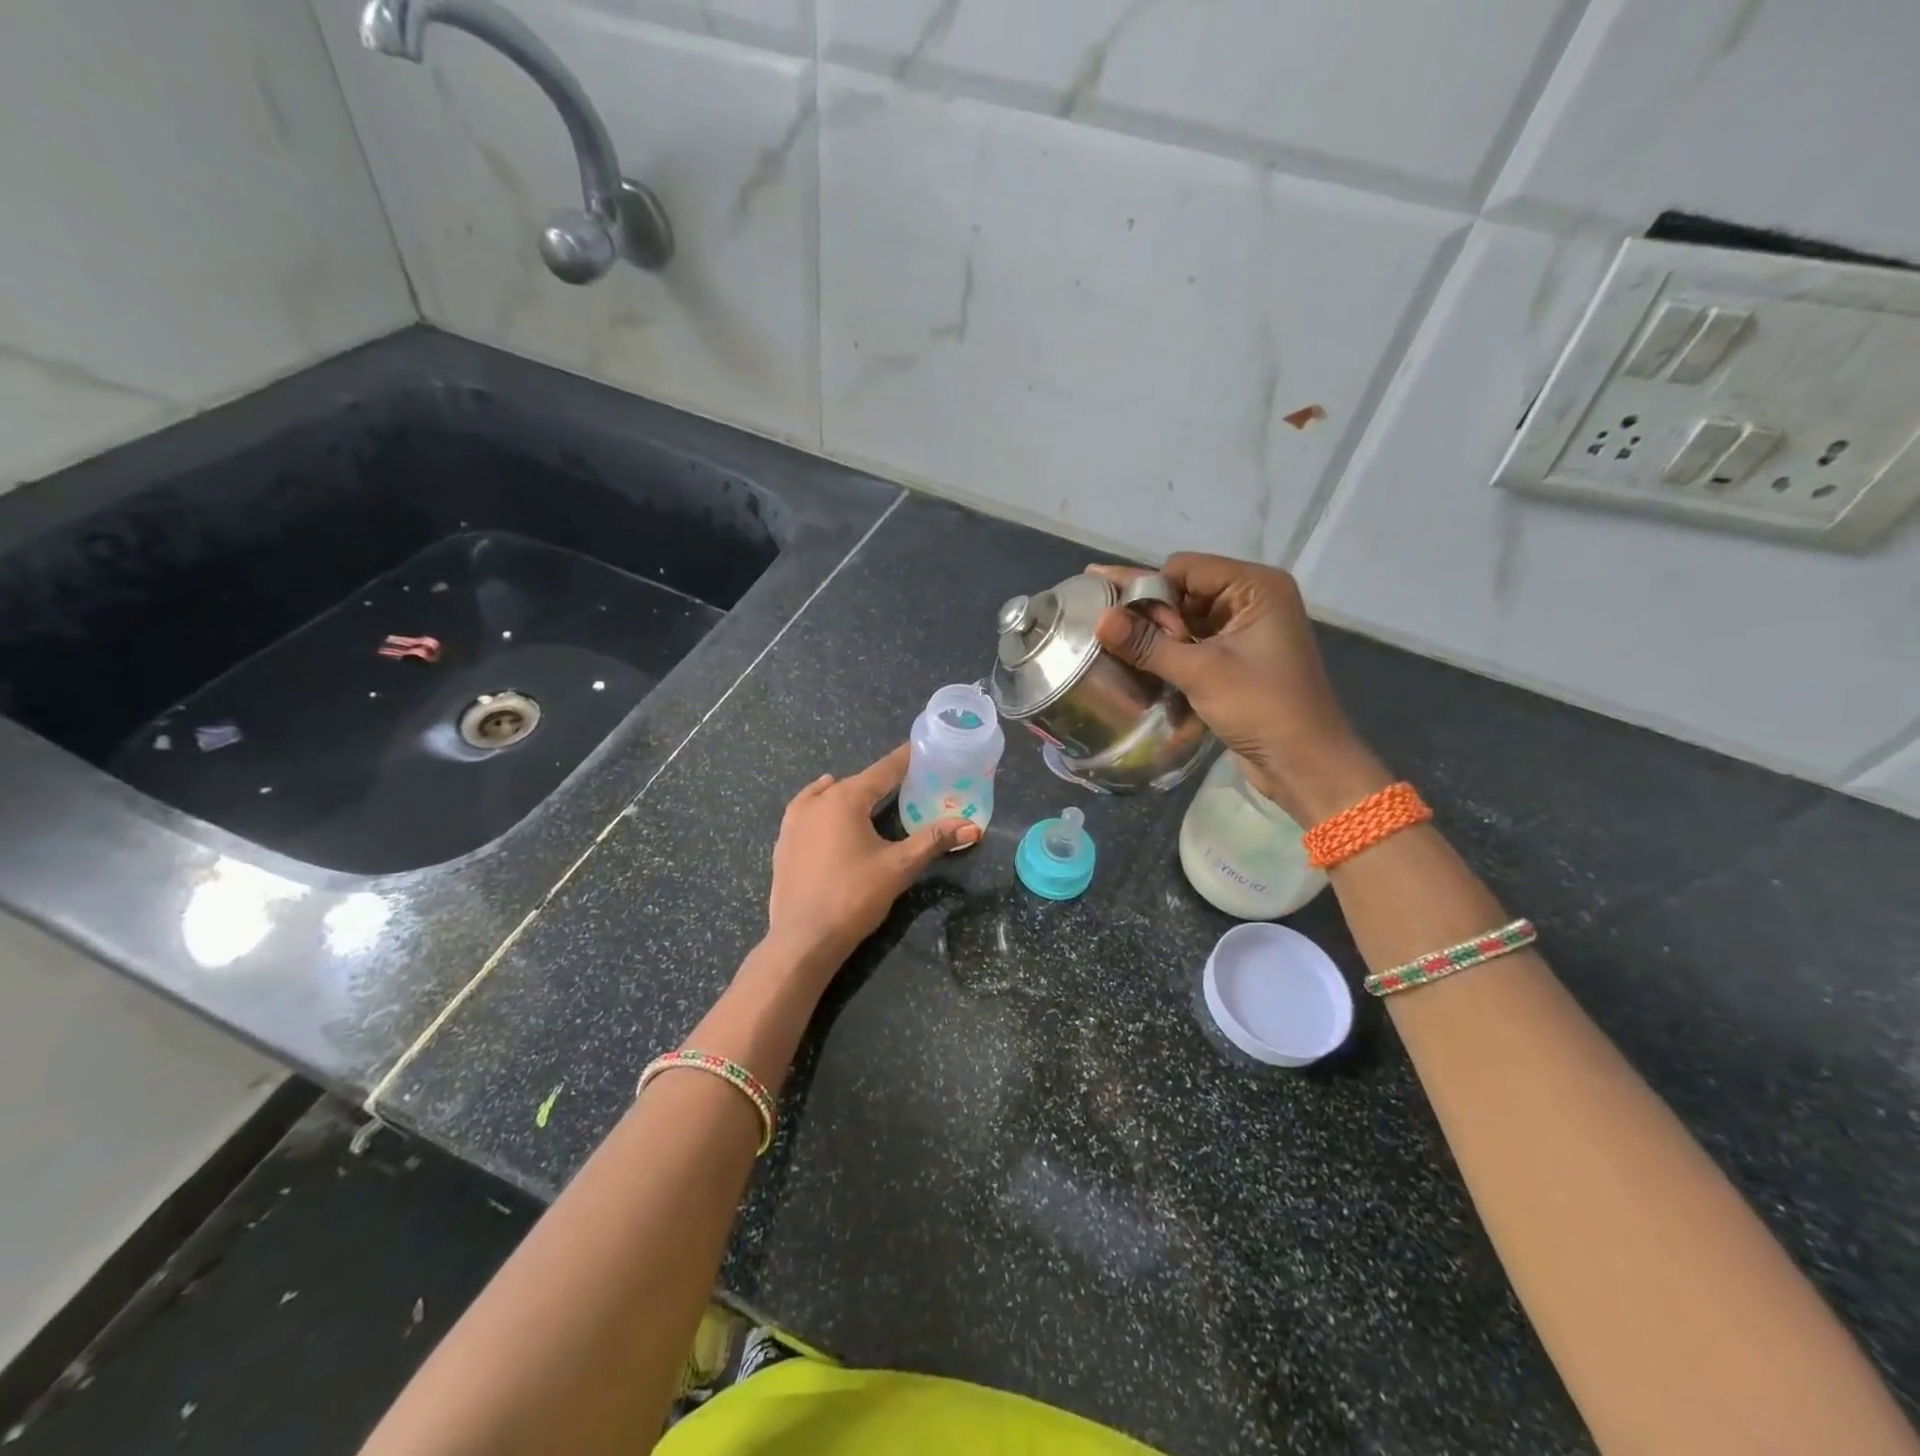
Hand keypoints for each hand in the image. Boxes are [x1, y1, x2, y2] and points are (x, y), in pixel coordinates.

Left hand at [765, 744, 979, 972]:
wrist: (803, 939)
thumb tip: (973, 827)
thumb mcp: (899, 867)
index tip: (920, 748)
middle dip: (881, 780)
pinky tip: (825, 812)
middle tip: (906, 782)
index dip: (905, 760)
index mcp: (846, 799)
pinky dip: (820, 805)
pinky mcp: (783, 844)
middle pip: (856, 782)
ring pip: (826, 794)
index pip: (883, 771)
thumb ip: (934, 841)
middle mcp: (817, 802)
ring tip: (867, 795)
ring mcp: (794, 822)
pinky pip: (805, 811)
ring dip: (848, 792)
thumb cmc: (854, 897)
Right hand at [1090, 554, 1390, 824]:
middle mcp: (1251, 601)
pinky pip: (1193, 646)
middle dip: (1147, 612)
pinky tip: (1135, 662)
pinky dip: (1168, 655)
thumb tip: (1099, 620)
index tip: (1119, 620)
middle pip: (1183, 592)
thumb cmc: (1262, 707)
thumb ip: (1148, 644)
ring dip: (1154, 636)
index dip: (1150, 591)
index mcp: (1256, 587)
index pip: (1185, 569)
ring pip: (1184, 621)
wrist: (1305, 764)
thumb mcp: (1201, 673)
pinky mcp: (1235, 660)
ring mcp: (1244, 632)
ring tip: (1108, 643)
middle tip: (1098, 622)